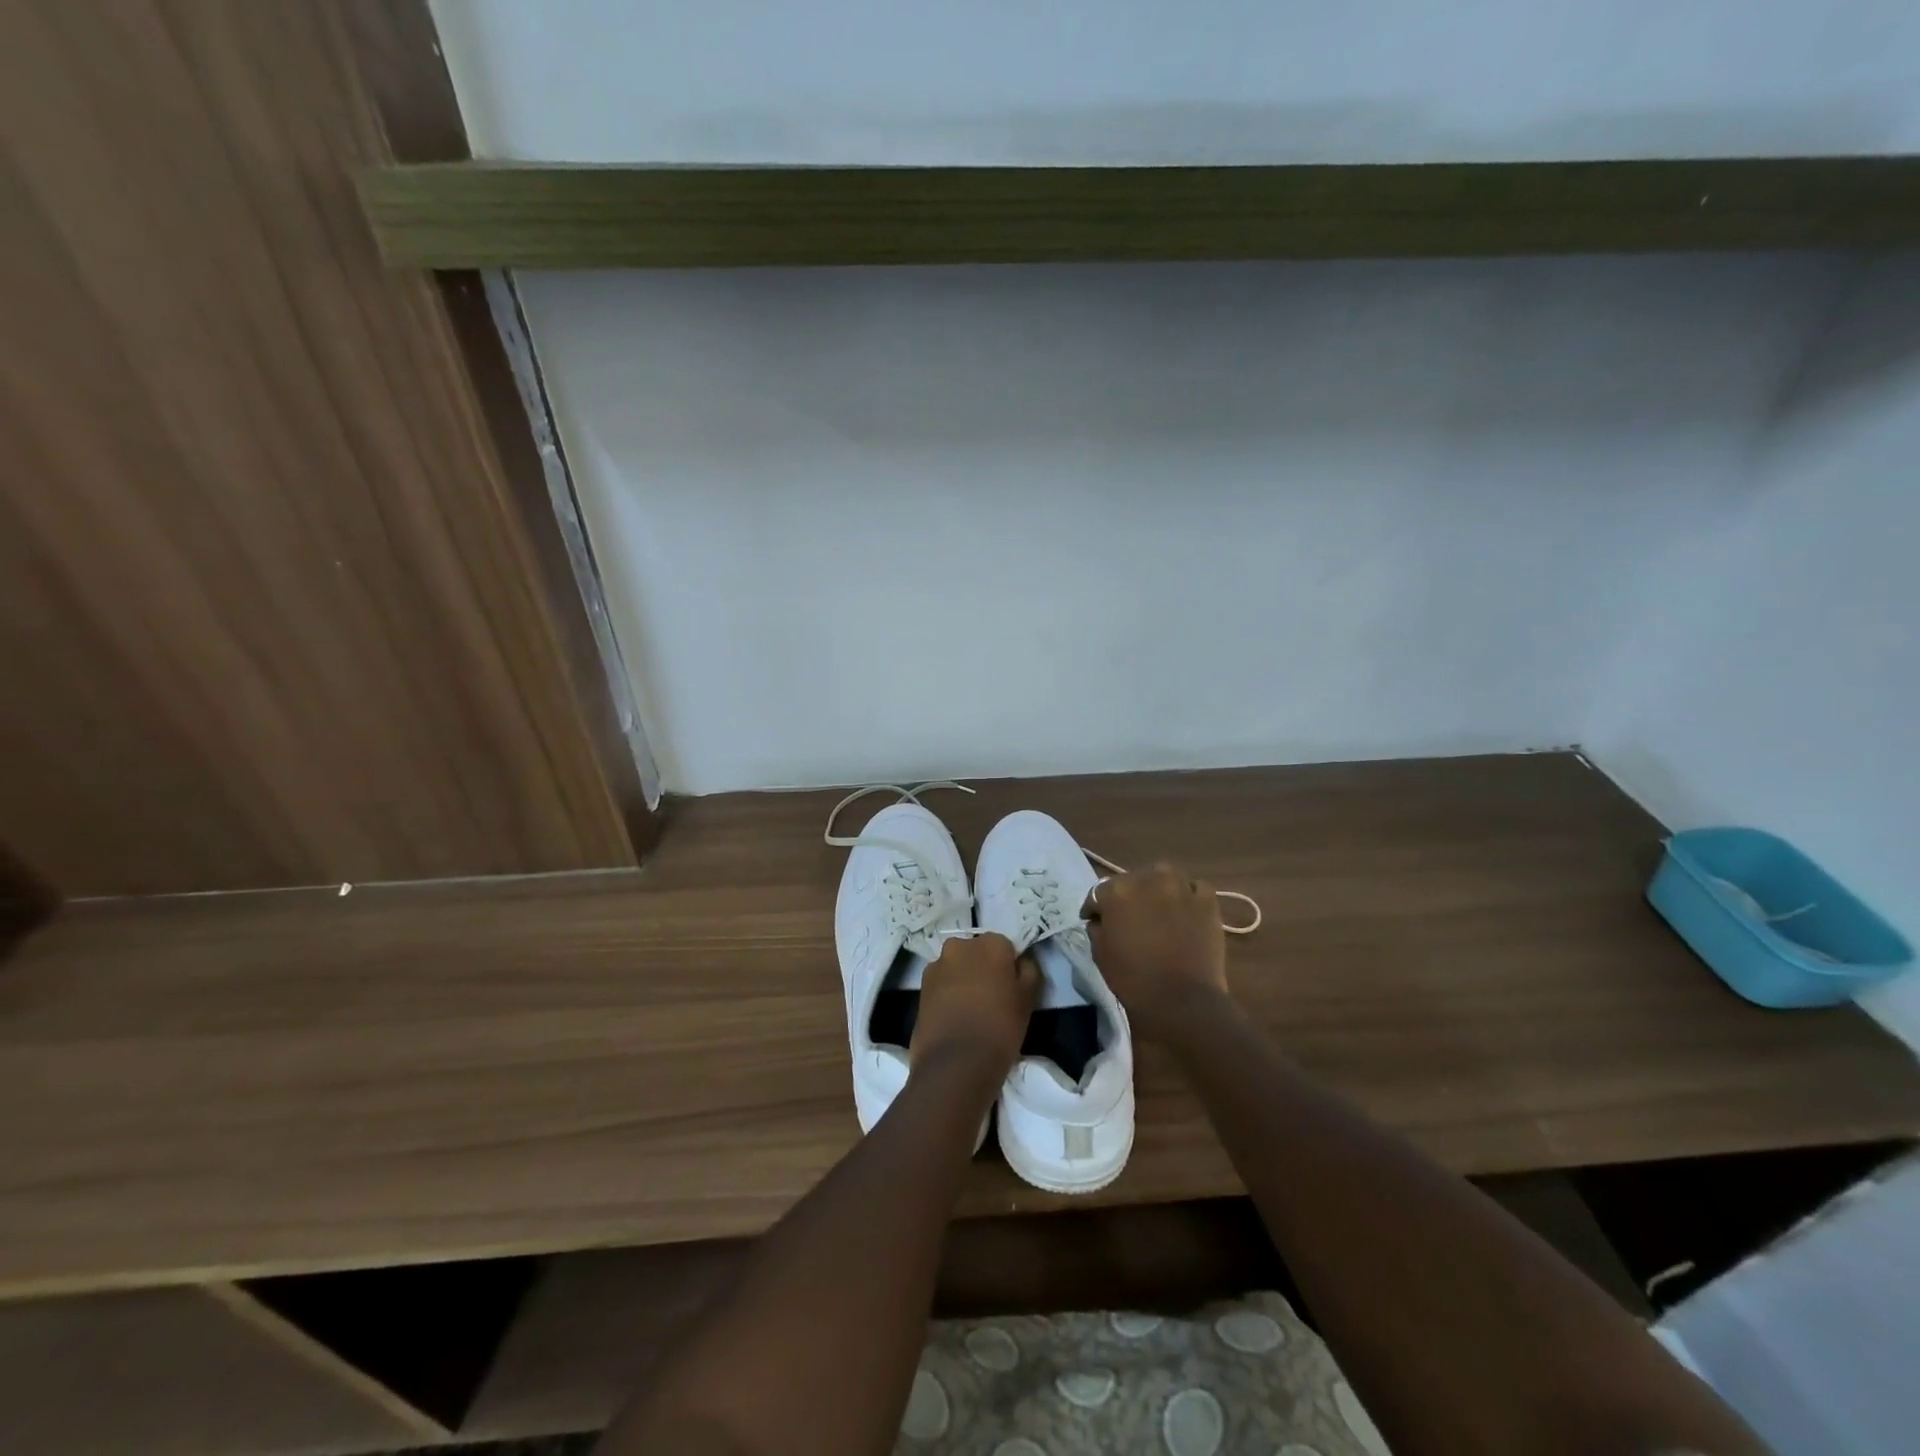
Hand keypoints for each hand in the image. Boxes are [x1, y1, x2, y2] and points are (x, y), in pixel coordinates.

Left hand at [912, 932, 1039, 1077]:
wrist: (956, 1062)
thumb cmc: (1000, 1027)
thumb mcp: (1028, 999)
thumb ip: (1029, 971)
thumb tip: (1021, 962)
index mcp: (990, 943)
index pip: (1004, 947)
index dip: (1008, 968)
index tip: (1011, 989)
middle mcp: (960, 946)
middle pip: (976, 952)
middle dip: (983, 968)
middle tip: (992, 998)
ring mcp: (936, 965)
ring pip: (956, 967)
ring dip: (963, 980)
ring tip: (971, 1011)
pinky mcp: (920, 987)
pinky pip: (941, 984)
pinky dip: (947, 994)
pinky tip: (954, 1018)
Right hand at [1082, 863, 1228, 1036]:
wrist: (1180, 1000)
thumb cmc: (1133, 979)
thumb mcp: (1099, 954)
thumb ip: (1097, 928)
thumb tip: (1101, 920)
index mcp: (1116, 891)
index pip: (1099, 892)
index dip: (1096, 908)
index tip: (1095, 920)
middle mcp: (1147, 879)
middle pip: (1133, 880)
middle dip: (1129, 895)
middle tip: (1131, 916)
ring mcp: (1180, 887)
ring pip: (1165, 877)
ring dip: (1159, 889)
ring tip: (1160, 908)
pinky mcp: (1207, 900)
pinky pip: (1195, 888)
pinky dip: (1190, 896)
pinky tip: (1187, 911)